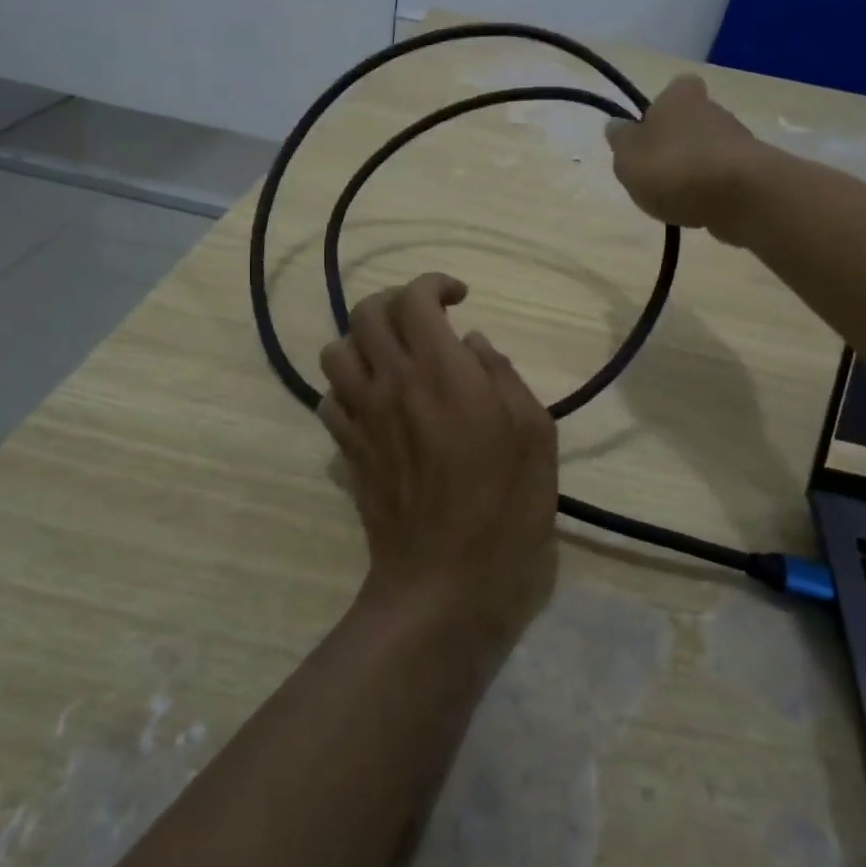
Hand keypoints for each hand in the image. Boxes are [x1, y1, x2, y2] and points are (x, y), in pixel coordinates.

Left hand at [318, 273, 558, 646]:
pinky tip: (376, 402)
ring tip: (395, 358)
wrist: (445, 582)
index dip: (434, 284)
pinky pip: (329, 398)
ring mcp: (362, 418)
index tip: (460, 298)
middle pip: (366, 313)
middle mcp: (392, 383)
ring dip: (363, 341)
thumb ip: (505, 375)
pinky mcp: (347, 451)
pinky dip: (349, 385)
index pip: (415, 299)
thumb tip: (474, 344)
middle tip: (427, 320)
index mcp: (443, 373)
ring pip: (335, 351)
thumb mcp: (536, 435)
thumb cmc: (505, 508)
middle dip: (395, 302)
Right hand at [604, 75, 768, 241]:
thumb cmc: (673, 168)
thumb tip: (616, 125)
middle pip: (691, 123)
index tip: (649, 132)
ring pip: (708, 152)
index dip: (662, 108)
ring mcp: (738, 141)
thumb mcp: (628, 156)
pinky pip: (724, 179)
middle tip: (655, 174)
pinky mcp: (754, 173)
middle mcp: (714, 109)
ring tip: (676, 200)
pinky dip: (712, 192)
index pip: (675, 88)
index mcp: (680, 96)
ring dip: (694, 171)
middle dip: (676, 144)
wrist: (739, 197)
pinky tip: (700, 211)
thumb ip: (620, 140)